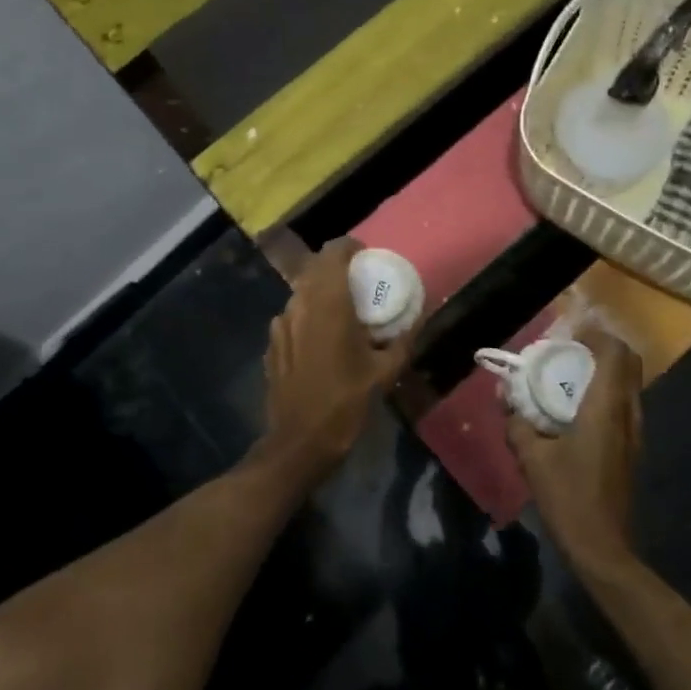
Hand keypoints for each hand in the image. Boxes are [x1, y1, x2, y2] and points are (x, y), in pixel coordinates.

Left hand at [257, 239, 415, 482]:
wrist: (299, 441)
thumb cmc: (345, 403)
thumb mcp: (384, 373)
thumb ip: (403, 340)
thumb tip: (418, 319)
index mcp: (328, 303)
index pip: (334, 252)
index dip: (350, 248)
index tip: (368, 257)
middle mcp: (300, 304)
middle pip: (316, 268)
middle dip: (337, 268)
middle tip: (360, 283)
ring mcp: (280, 323)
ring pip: (302, 291)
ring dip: (322, 292)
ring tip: (343, 311)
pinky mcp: (271, 343)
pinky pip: (292, 315)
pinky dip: (308, 315)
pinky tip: (322, 339)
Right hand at [507, 323, 643, 575]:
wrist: (602, 546)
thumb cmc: (567, 496)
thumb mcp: (531, 457)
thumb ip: (517, 421)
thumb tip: (505, 394)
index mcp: (606, 408)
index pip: (615, 353)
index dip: (597, 333)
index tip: (570, 330)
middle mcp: (627, 414)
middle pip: (627, 364)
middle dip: (601, 348)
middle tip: (568, 349)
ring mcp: (633, 433)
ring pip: (627, 385)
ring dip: (603, 371)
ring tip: (568, 375)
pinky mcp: (631, 448)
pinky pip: (622, 404)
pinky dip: (604, 393)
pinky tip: (575, 408)